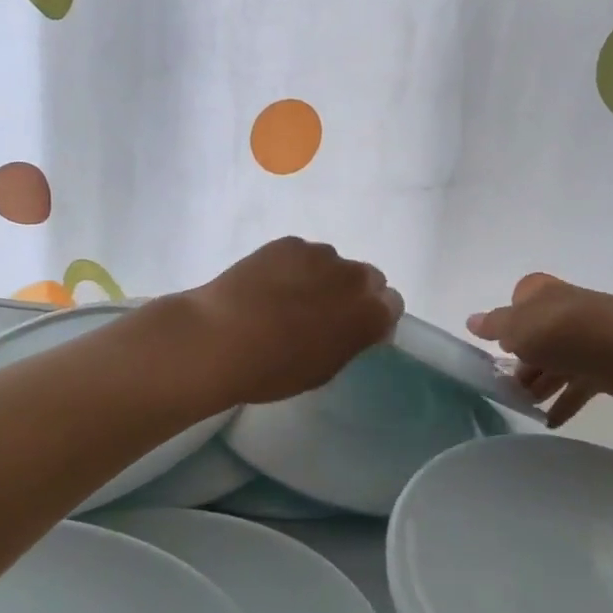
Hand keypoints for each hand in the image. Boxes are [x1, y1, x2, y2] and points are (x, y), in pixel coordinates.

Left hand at [183, 237, 401, 405]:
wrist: (219, 339)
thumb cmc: (274, 369)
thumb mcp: (324, 368)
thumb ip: (351, 341)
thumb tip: (357, 326)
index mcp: (370, 313)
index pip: (392, 304)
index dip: (374, 317)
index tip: (353, 331)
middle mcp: (354, 277)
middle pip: (369, 278)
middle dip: (353, 293)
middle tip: (322, 315)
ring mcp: (321, 254)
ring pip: (334, 264)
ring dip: (323, 278)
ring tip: (288, 300)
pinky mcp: (289, 243)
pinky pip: (303, 254)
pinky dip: (294, 268)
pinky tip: (268, 286)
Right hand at [468, 274, 612, 426]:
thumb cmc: (564, 330)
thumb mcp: (518, 326)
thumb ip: (494, 326)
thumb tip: (472, 321)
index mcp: (542, 293)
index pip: (518, 301)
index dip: (506, 323)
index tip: (496, 348)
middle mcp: (563, 310)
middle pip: (536, 335)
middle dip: (520, 361)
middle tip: (504, 387)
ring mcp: (586, 337)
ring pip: (555, 362)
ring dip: (539, 384)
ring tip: (523, 407)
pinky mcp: (603, 364)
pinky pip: (577, 385)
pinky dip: (563, 401)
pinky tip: (549, 421)